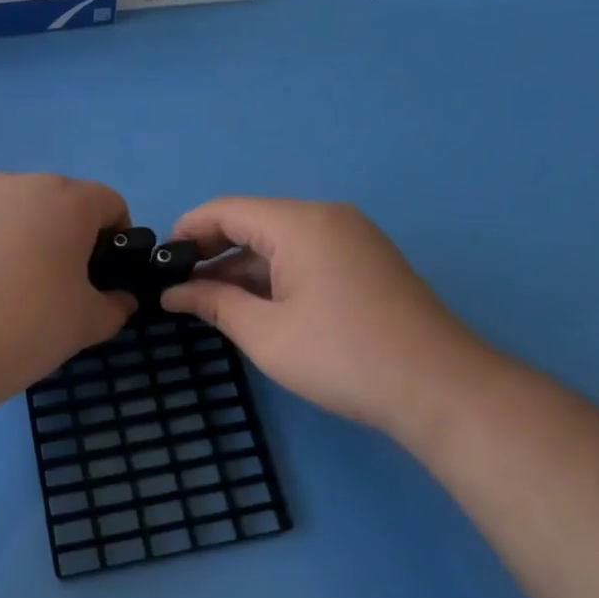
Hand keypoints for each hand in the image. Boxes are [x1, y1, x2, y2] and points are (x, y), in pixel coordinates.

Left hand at [0, 173, 135, 400]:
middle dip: (68, 237)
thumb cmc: (26, 326)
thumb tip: (120, 300)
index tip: (101, 280)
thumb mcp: (86, 325)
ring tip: (9, 293)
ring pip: (15, 214)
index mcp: (67, 200)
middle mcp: (19, 185)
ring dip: (24, 241)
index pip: (110, 204)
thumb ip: (114, 307)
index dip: (116, 240)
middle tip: (58, 289)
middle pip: (60, 203)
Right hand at [161, 197, 499, 444]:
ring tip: (208, 300)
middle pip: (254, 221)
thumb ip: (214, 303)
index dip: (187, 230)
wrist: (439, 388)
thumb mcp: (265, 333)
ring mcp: (352, 237)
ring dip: (243, 266)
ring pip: (280, 240)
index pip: (226, 210)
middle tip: (179, 286)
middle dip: (213, 251)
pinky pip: (306, 254)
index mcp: (299, 223)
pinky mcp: (366, 261)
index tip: (159, 262)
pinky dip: (274, 273)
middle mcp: (326, 217)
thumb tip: (174, 292)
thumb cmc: (341, 357)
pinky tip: (254, 304)